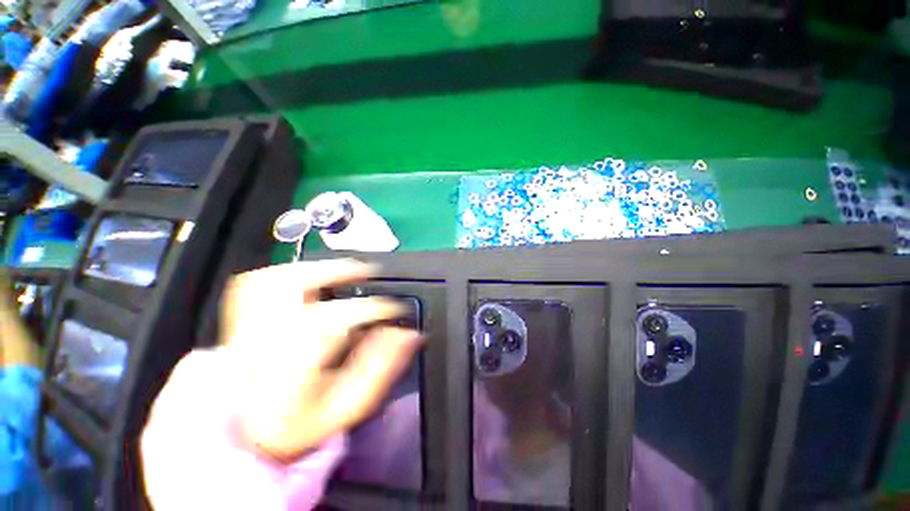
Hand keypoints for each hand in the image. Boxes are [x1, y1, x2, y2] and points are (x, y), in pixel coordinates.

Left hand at [221, 259, 422, 461]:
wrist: (247, 444)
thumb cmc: (298, 430)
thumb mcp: (348, 409)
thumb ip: (381, 370)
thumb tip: (407, 335)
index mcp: (285, 375)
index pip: (332, 322)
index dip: (371, 308)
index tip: (392, 308)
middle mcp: (256, 350)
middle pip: (290, 289)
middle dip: (337, 272)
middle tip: (367, 271)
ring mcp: (238, 335)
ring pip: (267, 281)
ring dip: (311, 267)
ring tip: (341, 268)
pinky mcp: (235, 327)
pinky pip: (250, 287)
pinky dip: (283, 273)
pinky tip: (306, 276)